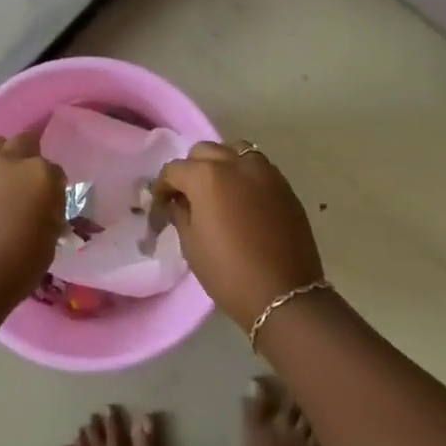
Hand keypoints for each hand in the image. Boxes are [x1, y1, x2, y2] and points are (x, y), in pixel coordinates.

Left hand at [0, 133, 65, 319]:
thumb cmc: (16, 268)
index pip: (55, 171)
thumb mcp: (49, 243)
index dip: (52, 188)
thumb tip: (45, 206)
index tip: (47, 204)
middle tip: (22, 186)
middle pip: (26, 143)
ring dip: (0, 156)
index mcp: (42, 176)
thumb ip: (50, 214)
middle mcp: (13, 159)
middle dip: (28, 159)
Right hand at [153, 141, 325, 332]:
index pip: (174, 169)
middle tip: (188, 194)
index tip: (160, 202)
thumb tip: (179, 201)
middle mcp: (235, 163)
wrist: (284, 295)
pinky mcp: (284, 185)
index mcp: (206, 176)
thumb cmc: (228, 272)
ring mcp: (264, 171)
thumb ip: (180, 212)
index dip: (163, 186)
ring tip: (218, 189)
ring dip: (221, 164)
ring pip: (234, 151)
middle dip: (191, 169)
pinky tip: (242, 198)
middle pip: (204, 152)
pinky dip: (244, 174)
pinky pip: (257, 167)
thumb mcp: (191, 245)